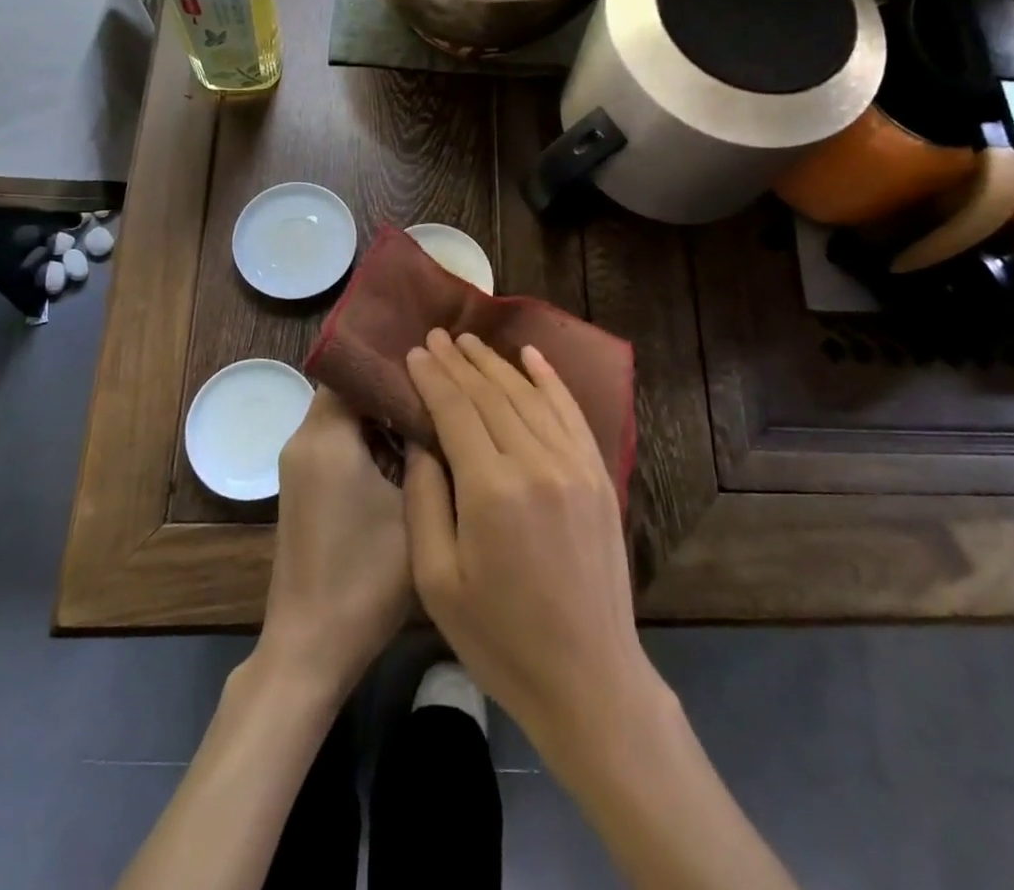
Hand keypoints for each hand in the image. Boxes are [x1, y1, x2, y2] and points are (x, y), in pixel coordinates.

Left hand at [260, 386, 411, 696]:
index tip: (433, 354)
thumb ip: (424, 449)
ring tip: (434, 409)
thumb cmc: (366, 576)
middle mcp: (304, 441)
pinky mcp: (306, 488)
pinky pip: (339, 442)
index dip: (390, 357)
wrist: (311, 647)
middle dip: (392, 383)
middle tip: (442, 380)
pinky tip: (410, 450)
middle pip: (348, 390)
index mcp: (325, 436)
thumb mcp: (412, 507)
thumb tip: (437, 405)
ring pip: (345, 416)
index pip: (353, 368)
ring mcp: (301, 466)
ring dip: (382, 413)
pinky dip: (369, 437)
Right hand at [402, 329, 655, 758]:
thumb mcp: (436, 581)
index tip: (414, 351)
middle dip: (460, 362)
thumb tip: (421, 442)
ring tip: (470, 341)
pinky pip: (571, 411)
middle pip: (492, 394)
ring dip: (497, 364)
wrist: (590, 677)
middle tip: (437, 336)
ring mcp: (576, 464)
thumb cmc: (500, 638)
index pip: (456, 410)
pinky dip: (550, 379)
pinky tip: (532, 356)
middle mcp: (537, 462)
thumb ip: (424, 501)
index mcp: (492, 489)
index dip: (432, 377)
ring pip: (529, 395)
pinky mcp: (600, 474)